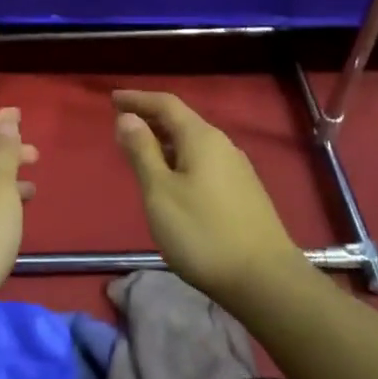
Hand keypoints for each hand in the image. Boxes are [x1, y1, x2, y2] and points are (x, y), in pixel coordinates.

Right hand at [112, 89, 304, 304]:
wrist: (264, 279)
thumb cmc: (202, 232)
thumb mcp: (160, 191)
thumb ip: (142, 151)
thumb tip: (127, 118)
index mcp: (201, 138)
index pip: (166, 105)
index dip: (138, 99)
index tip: (113, 99)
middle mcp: (223, 145)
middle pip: (182, 121)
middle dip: (151, 118)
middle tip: (122, 123)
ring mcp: (237, 170)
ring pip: (194, 143)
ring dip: (165, 141)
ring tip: (141, 151)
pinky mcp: (243, 192)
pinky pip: (204, 162)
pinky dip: (180, 159)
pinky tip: (172, 179)